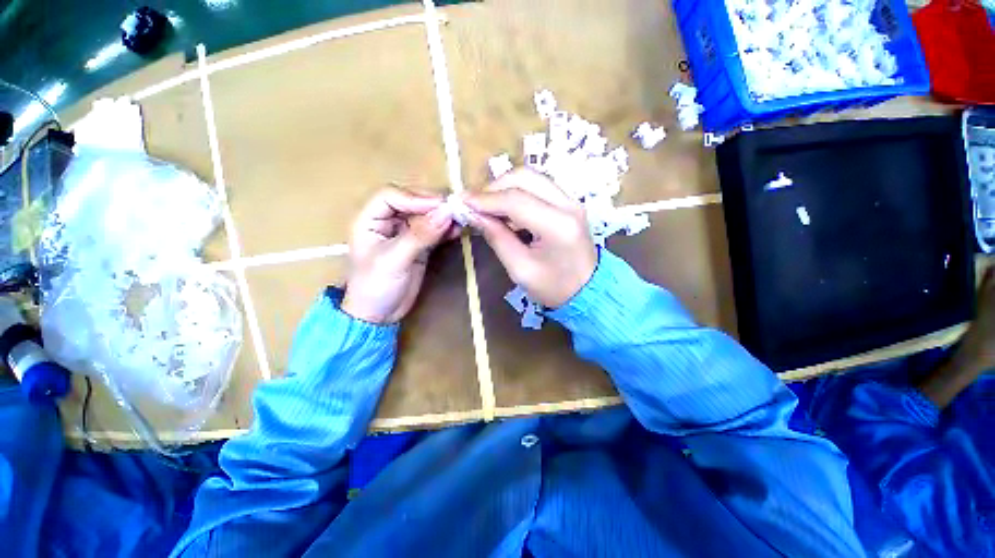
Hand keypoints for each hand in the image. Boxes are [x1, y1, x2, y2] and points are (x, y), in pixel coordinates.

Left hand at [341, 187, 454, 323]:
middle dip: (433, 205)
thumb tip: (446, 213)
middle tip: (455, 210)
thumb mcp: (395, 260)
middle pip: (411, 202)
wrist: (379, 314)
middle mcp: (386, 221)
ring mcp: (404, 233)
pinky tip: (458, 230)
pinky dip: (446, 229)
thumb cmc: (375, 286)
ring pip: (425, 216)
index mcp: (369, 219)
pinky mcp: (419, 245)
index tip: (440, 205)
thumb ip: (420, 236)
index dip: (415, 197)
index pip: (391, 196)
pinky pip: (434, 231)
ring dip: (442, 216)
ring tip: (460, 218)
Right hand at [464, 169, 596, 307]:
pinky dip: (517, 192)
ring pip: (531, 177)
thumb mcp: (520, 269)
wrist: (588, 291)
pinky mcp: (568, 202)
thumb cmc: (554, 287)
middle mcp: (568, 204)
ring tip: (487, 207)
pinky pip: (538, 187)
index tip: (462, 202)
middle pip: (525, 177)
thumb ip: (497, 238)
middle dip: (494, 187)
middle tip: (475, 205)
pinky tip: (505, 210)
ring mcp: (571, 200)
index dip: (485, 199)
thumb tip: (473, 214)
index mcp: (558, 226)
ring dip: (505, 187)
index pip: (516, 200)